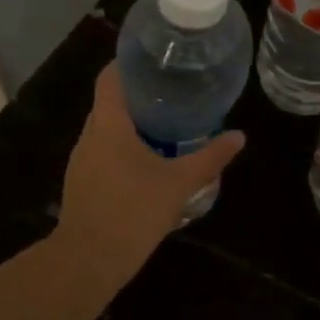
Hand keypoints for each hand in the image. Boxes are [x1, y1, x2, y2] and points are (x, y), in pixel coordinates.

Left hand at [52, 65, 245, 292]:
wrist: (89, 259)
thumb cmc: (133, 211)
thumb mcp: (178, 184)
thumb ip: (209, 158)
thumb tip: (239, 136)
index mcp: (108, 124)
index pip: (110, 77)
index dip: (128, 63)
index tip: (154, 59)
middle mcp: (89, 136)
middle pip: (109, 102)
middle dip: (137, 95)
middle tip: (171, 92)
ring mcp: (81, 161)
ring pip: (105, 131)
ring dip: (130, 125)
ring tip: (163, 124)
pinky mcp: (80, 183)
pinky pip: (102, 153)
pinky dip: (121, 149)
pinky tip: (146, 163)